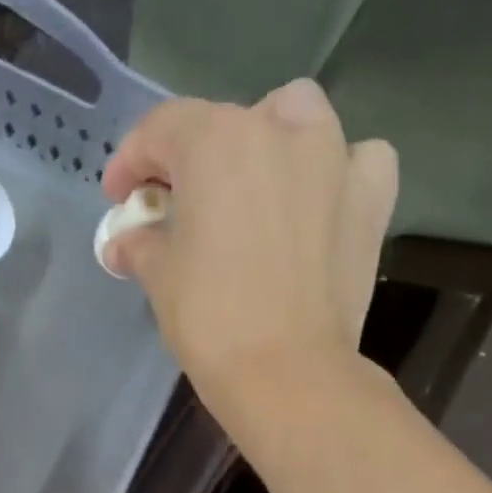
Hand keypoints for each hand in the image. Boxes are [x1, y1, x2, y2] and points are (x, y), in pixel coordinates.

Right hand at [100, 79, 397, 425]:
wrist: (287, 373)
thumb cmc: (211, 320)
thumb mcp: (159, 277)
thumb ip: (139, 244)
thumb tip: (122, 242)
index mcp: (216, 140)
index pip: (162, 130)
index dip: (131, 162)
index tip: (120, 199)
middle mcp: (279, 130)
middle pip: (228, 123)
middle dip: (197, 158)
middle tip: (182, 206)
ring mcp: (334, 159)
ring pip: (299, 119)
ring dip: (271, 142)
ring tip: (255, 188)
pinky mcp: (372, 199)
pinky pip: (358, 161)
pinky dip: (336, 173)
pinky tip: (320, 202)